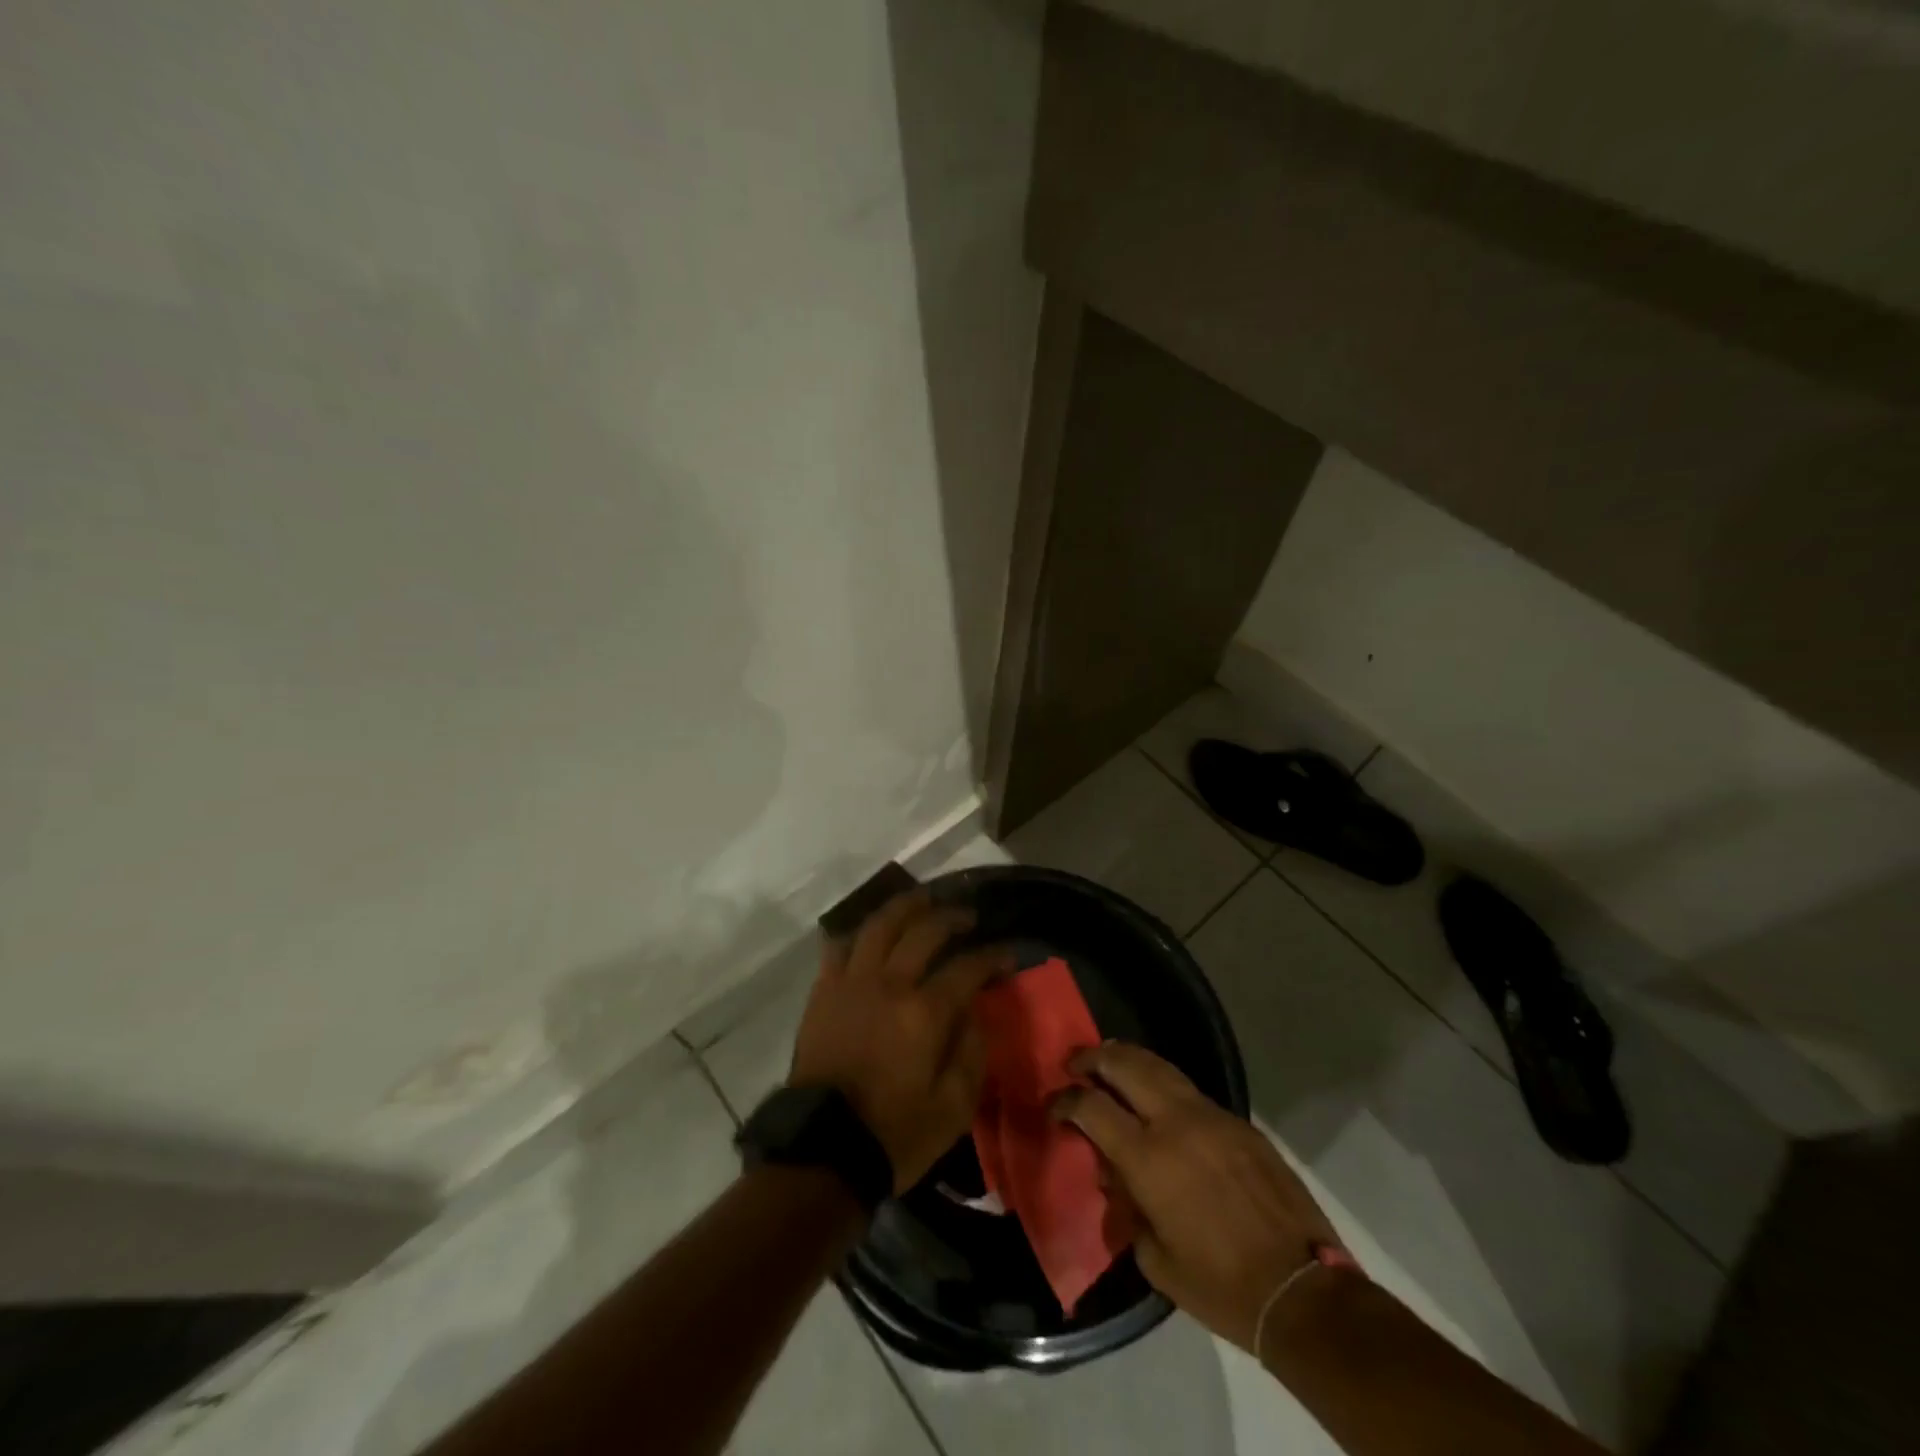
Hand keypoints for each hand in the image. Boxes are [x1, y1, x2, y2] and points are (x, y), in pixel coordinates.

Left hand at [790, 890, 1011, 1193]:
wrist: (823, 1150)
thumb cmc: (895, 1133)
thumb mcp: (954, 1107)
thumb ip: (971, 1051)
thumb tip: (975, 1009)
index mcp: (924, 1012)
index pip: (967, 966)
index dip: (992, 956)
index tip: (1007, 953)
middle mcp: (889, 983)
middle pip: (923, 931)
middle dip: (952, 917)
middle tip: (968, 917)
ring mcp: (851, 982)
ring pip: (879, 925)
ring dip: (906, 906)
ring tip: (923, 900)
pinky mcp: (823, 991)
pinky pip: (840, 946)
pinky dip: (859, 932)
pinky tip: (872, 932)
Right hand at [1054, 1042, 1339, 1353]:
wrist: (1302, 1291)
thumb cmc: (1221, 1286)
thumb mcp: (1156, 1260)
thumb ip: (1127, 1209)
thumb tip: (1116, 1178)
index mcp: (1148, 1159)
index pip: (1091, 1107)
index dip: (1065, 1101)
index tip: (1053, 1107)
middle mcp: (1176, 1123)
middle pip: (1125, 1065)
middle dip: (1092, 1058)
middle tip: (1074, 1063)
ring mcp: (1212, 1116)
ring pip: (1160, 1066)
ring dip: (1128, 1059)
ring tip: (1109, 1061)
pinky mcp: (1239, 1123)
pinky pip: (1191, 1090)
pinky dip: (1164, 1083)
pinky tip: (1159, 1099)